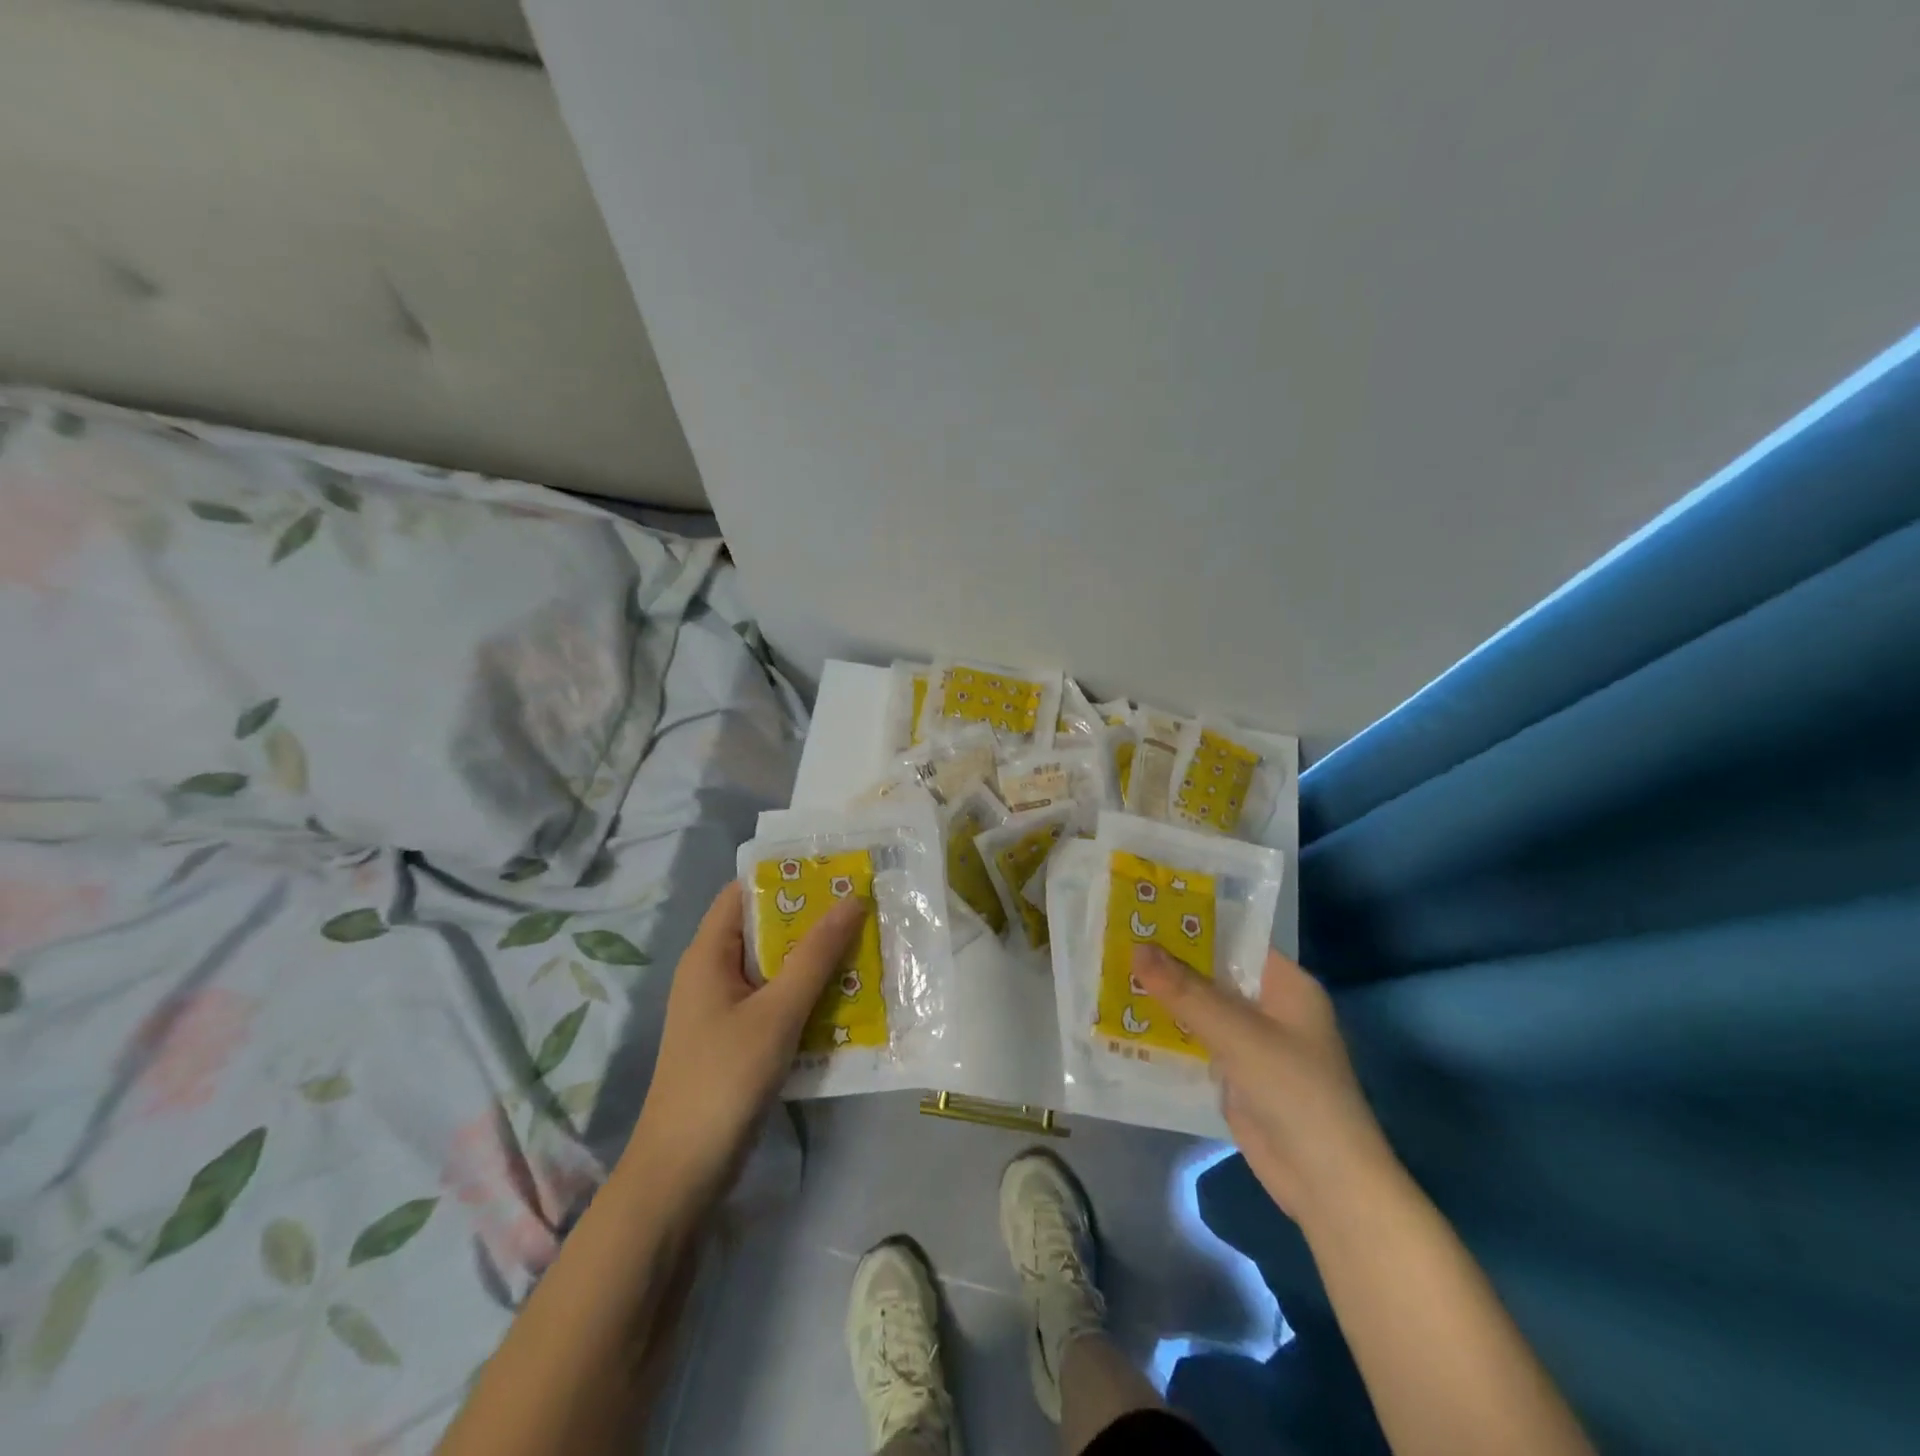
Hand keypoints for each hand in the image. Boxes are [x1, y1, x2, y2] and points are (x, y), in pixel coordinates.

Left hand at [626, 881, 864, 1199]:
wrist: (682, 1173)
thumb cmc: (724, 1078)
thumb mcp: (777, 1012)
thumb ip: (815, 955)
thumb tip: (852, 899)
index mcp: (709, 954)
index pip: (745, 892)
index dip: (787, 875)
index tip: (835, 867)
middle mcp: (713, 972)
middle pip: (765, 928)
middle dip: (812, 917)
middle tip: (863, 904)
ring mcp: (725, 1008)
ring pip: (775, 967)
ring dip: (815, 957)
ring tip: (865, 942)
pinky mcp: (738, 1038)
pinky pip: (777, 1000)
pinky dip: (807, 992)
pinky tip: (847, 995)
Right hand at [1135, 944, 1389, 1225]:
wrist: (1325, 1183)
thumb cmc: (1294, 1091)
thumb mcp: (1238, 1034)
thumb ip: (1186, 991)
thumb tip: (1137, 947)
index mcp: (1285, 984)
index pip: (1234, 938)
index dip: (1192, 922)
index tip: (1145, 908)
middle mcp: (1268, 1006)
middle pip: (1212, 972)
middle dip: (1169, 960)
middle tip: (1117, 936)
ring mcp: (1250, 1041)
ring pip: (1200, 1007)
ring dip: (1163, 996)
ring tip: (1110, 969)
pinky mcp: (1233, 1073)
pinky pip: (1194, 1040)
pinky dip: (1166, 1030)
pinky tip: (1126, 1018)